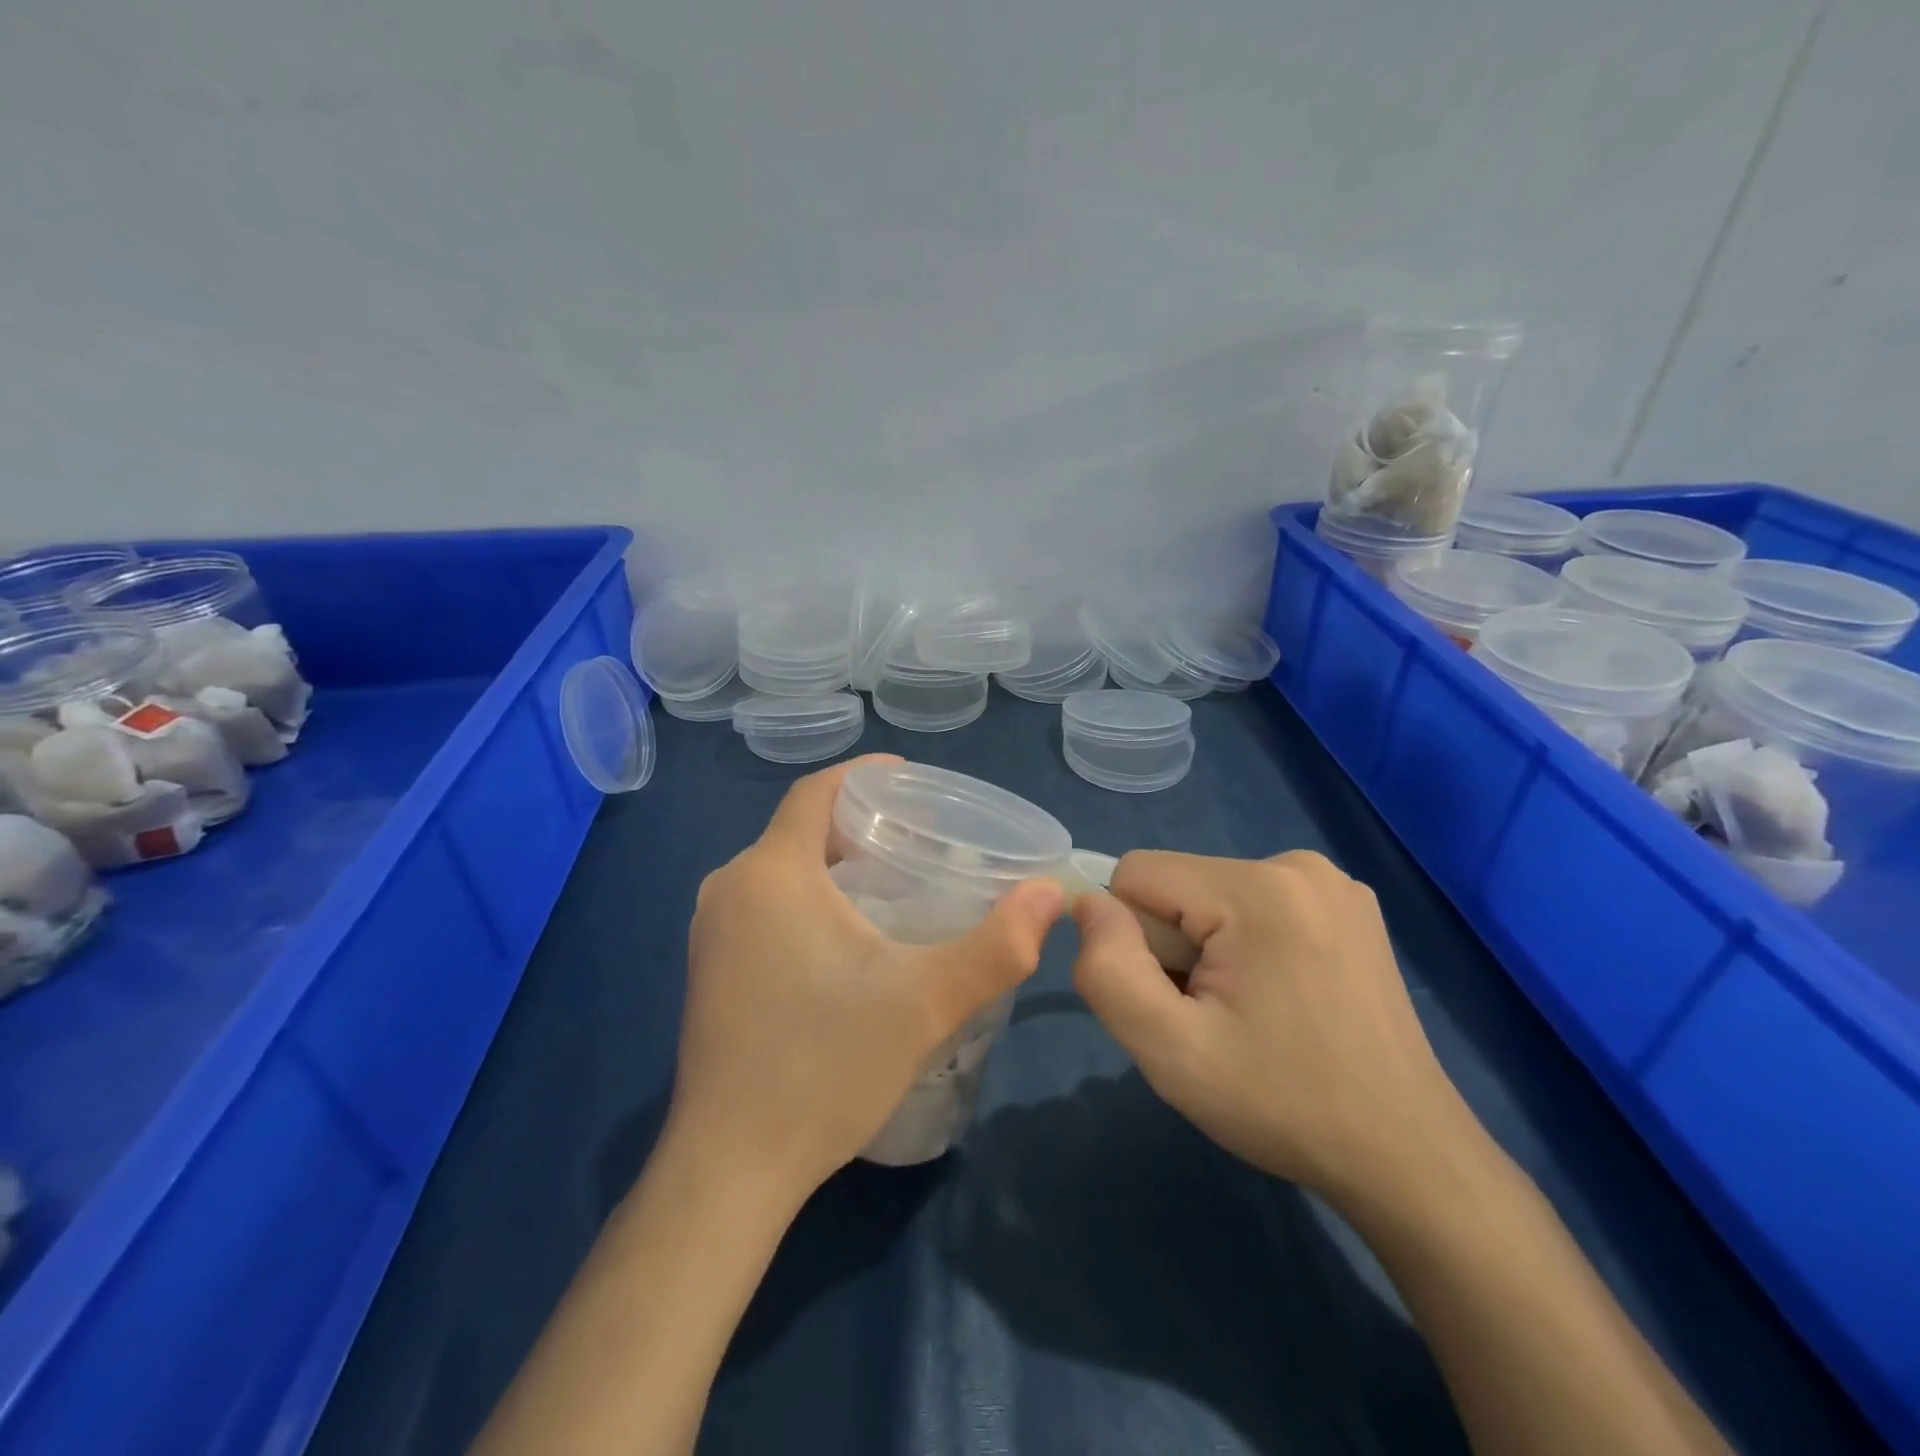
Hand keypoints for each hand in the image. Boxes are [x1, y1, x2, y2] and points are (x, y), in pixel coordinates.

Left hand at [670, 755, 1065, 1203]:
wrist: (731, 1168)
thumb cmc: (825, 1068)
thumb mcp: (926, 1003)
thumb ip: (997, 946)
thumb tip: (1052, 894)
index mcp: (771, 873)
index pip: (816, 791)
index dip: (865, 774)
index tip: (914, 781)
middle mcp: (730, 887)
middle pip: (800, 828)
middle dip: (859, 821)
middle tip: (921, 837)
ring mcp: (711, 930)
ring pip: (782, 867)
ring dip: (834, 861)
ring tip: (895, 879)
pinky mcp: (709, 967)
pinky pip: (763, 902)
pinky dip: (808, 895)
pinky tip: (849, 934)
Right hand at [1071, 849, 1464, 1203]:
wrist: (1406, 1157)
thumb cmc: (1282, 1105)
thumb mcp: (1170, 1051)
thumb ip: (1108, 969)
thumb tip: (1088, 904)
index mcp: (1258, 888)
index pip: (1136, 873)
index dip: (1131, 938)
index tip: (1172, 998)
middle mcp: (1298, 864)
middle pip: (1177, 886)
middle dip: (1172, 948)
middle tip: (1212, 1019)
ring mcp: (1332, 882)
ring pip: (1211, 897)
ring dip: (1205, 950)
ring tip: (1248, 1015)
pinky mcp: (1347, 905)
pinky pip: (1253, 905)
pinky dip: (1243, 947)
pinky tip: (1280, 1001)